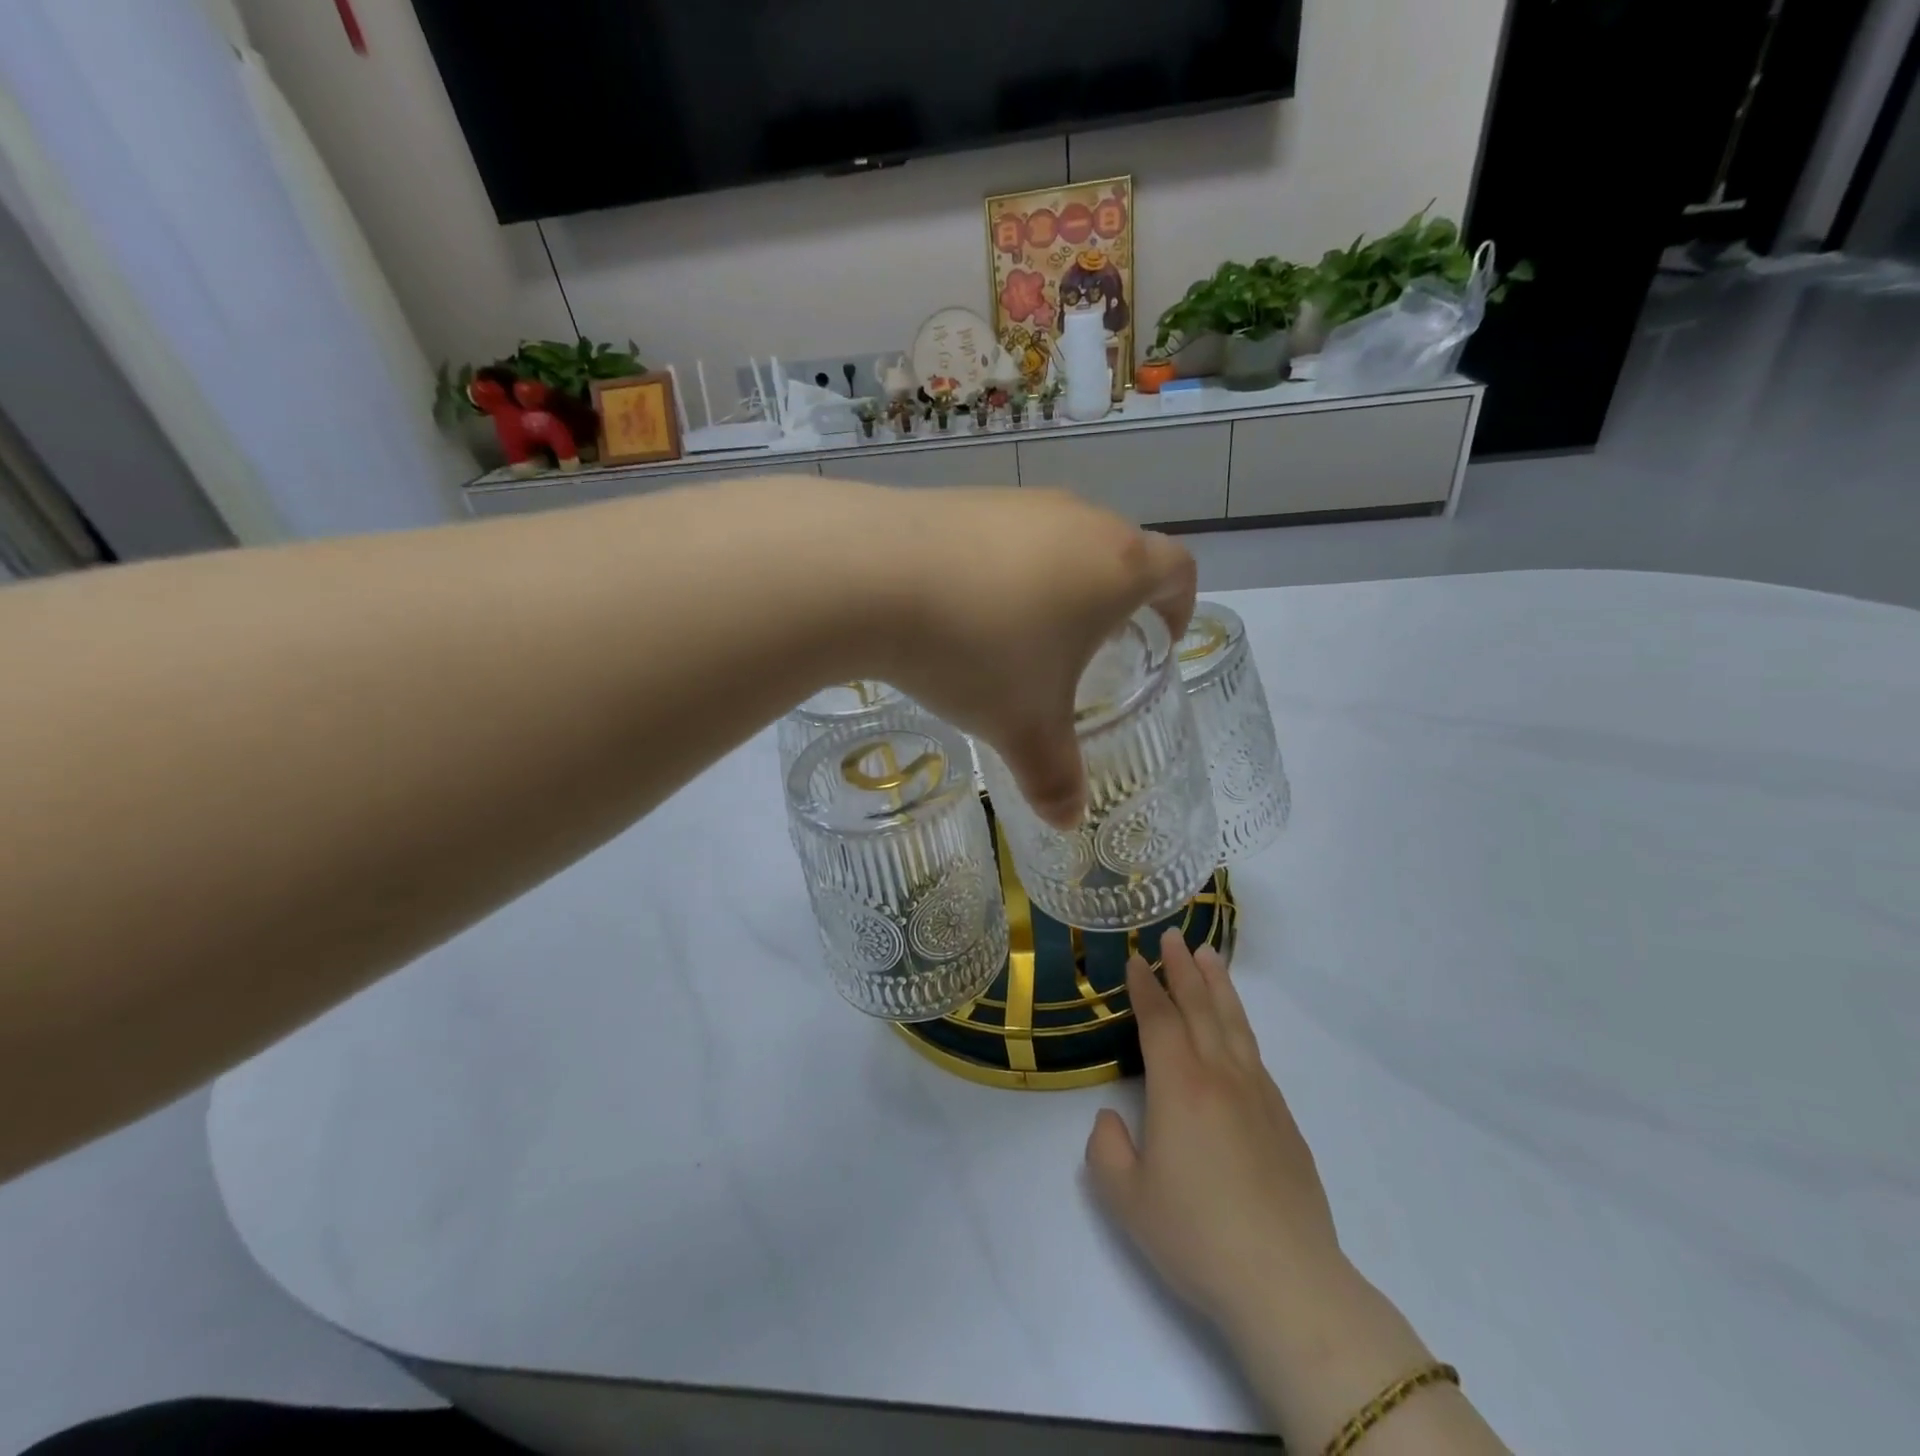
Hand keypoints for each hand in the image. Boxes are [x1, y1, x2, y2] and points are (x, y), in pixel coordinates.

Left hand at [873, 487, 1195, 827]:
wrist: (871, 575)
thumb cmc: (978, 652)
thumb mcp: (1024, 729)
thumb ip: (1054, 778)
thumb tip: (1067, 820)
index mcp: (1115, 567)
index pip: (1177, 570)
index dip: (1179, 605)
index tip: (1160, 639)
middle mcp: (1076, 519)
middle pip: (1117, 551)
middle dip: (1114, 599)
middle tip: (1090, 649)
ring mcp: (1015, 501)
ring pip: (1057, 540)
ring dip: (1055, 582)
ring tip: (1021, 632)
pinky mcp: (962, 498)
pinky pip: (1002, 534)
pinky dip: (1000, 567)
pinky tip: (961, 606)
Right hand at [1086, 929, 1345, 1340]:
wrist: (1287, 1283)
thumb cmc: (1197, 1237)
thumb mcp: (1126, 1198)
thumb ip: (1106, 1149)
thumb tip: (1112, 1120)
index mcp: (1180, 1087)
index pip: (1159, 1020)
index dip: (1145, 987)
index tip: (1135, 959)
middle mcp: (1221, 1077)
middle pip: (1200, 1009)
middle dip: (1182, 970)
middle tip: (1173, 936)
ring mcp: (1258, 1096)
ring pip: (1234, 1025)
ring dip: (1218, 987)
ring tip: (1209, 957)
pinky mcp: (1284, 1121)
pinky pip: (1255, 1055)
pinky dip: (1241, 1027)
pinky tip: (1236, 1029)